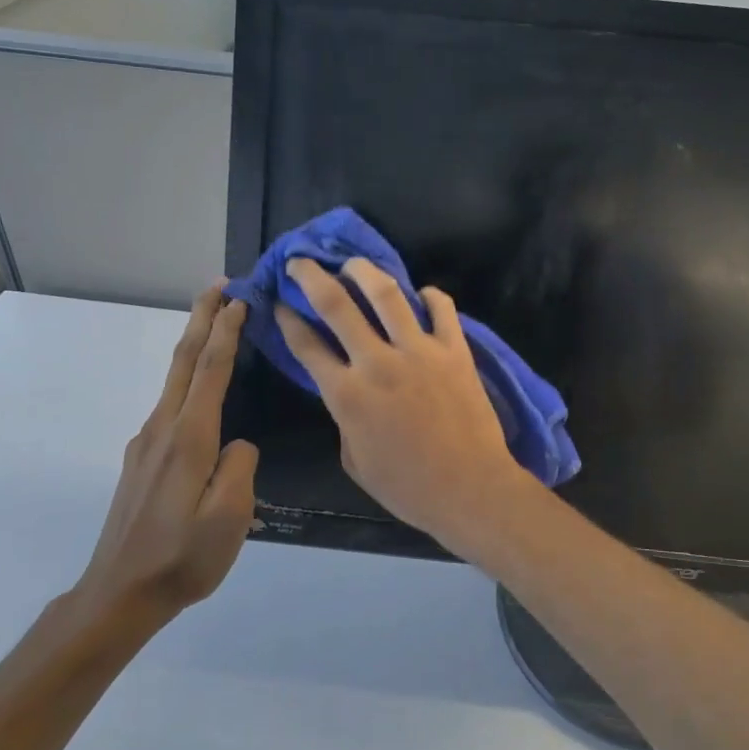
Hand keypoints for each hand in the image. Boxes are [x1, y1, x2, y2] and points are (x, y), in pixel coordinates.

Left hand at [70, 285, 258, 635]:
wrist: (117, 595)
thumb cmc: (181, 558)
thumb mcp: (229, 517)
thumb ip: (240, 467)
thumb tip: (238, 443)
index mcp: (188, 439)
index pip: (210, 371)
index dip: (226, 331)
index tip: (240, 297)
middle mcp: (162, 430)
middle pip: (184, 362)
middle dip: (202, 319)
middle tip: (219, 286)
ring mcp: (147, 444)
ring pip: (174, 380)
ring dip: (195, 344)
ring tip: (216, 323)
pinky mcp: (142, 460)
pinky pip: (170, 403)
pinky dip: (188, 376)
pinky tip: (200, 387)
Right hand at [278, 257, 537, 545]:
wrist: (468, 488)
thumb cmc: (408, 487)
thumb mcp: (355, 461)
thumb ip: (344, 419)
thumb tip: (347, 392)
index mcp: (347, 394)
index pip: (307, 345)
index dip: (288, 319)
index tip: (280, 303)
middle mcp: (378, 362)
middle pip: (337, 305)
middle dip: (312, 277)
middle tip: (301, 261)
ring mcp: (419, 351)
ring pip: (387, 294)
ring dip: (365, 271)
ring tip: (353, 263)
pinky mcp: (455, 350)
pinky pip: (442, 308)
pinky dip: (429, 295)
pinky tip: (420, 293)